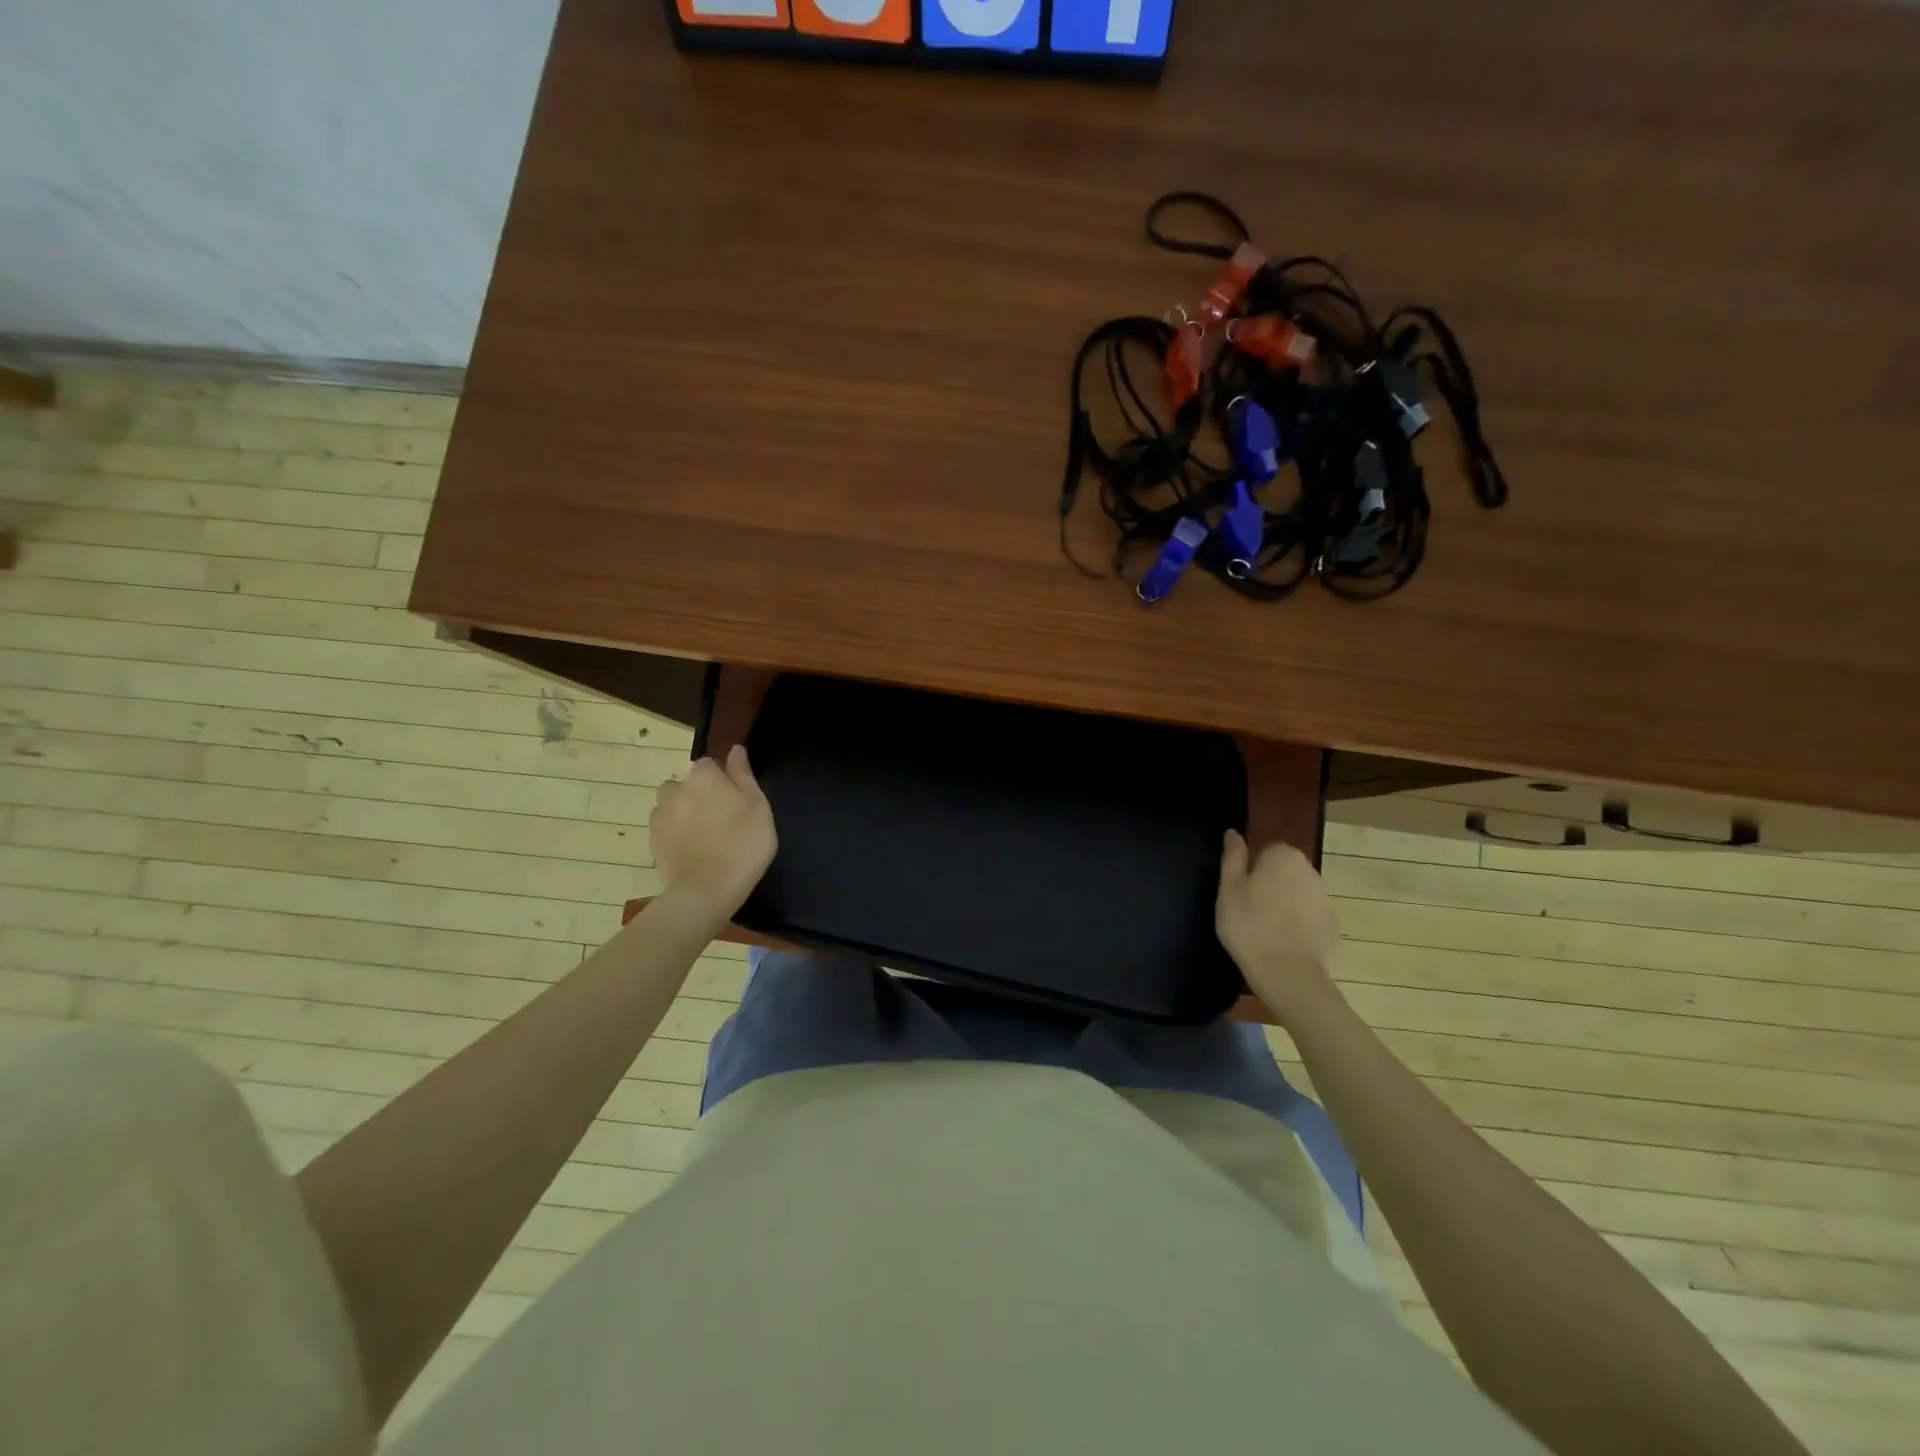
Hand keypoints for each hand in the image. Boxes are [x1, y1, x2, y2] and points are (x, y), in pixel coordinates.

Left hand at [651, 745, 777, 920]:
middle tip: (723, 819)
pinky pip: (666, 828)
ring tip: (705, 836)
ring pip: (673, 805)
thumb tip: (735, 749)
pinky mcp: (653, 841)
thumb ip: (743, 774)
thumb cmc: (743, 843)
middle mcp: (675, 789)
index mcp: (703, 776)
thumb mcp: (757, 805)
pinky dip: (676, 833)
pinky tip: (693, 850)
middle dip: (700, 794)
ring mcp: (660, 816)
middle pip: (688, 784)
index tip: (737, 799)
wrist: (707, 890)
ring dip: (685, 812)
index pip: (710, 764)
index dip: (723, 779)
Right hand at [1215, 831, 1339, 1016]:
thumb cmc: (1249, 926)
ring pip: (1296, 894)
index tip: (1240, 894)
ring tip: (1264, 930)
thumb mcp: (1228, 889)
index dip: (1250, 871)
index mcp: (1284, 857)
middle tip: (1248, 911)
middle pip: (1283, 871)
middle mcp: (1310, 871)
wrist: (1288, 974)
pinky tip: (1282, 943)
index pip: (1265, 851)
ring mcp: (1325, 899)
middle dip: (1268, 885)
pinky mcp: (1332, 925)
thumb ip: (1232, 856)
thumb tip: (1233, 832)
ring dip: (1283, 905)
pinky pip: (1308, 917)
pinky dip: (1297, 925)